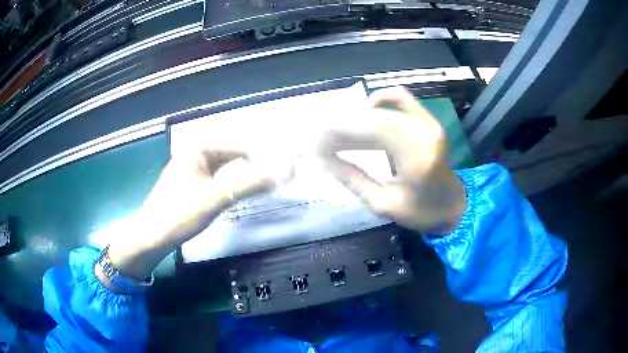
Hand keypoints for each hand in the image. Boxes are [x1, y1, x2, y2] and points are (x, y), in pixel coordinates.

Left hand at [100, 148, 286, 283]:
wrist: (151, 237)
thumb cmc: (179, 214)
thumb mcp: (215, 198)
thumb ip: (249, 184)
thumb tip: (282, 173)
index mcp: (198, 149)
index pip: (239, 147)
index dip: (263, 158)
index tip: (284, 170)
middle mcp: (195, 155)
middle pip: (233, 156)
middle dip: (255, 165)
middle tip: (278, 177)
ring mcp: (192, 171)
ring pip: (226, 168)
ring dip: (245, 175)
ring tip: (265, 184)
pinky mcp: (191, 186)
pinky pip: (218, 179)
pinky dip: (233, 184)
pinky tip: (241, 192)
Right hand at [318, 87, 465, 234]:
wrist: (453, 205)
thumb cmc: (422, 212)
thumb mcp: (382, 204)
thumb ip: (352, 178)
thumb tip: (322, 160)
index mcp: (417, 156)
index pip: (370, 132)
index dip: (338, 133)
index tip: (313, 142)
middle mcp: (424, 132)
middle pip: (373, 118)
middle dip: (341, 126)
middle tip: (318, 139)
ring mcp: (428, 122)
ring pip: (382, 109)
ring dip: (355, 118)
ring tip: (334, 131)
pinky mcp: (427, 120)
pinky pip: (401, 98)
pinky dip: (381, 99)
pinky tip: (365, 108)